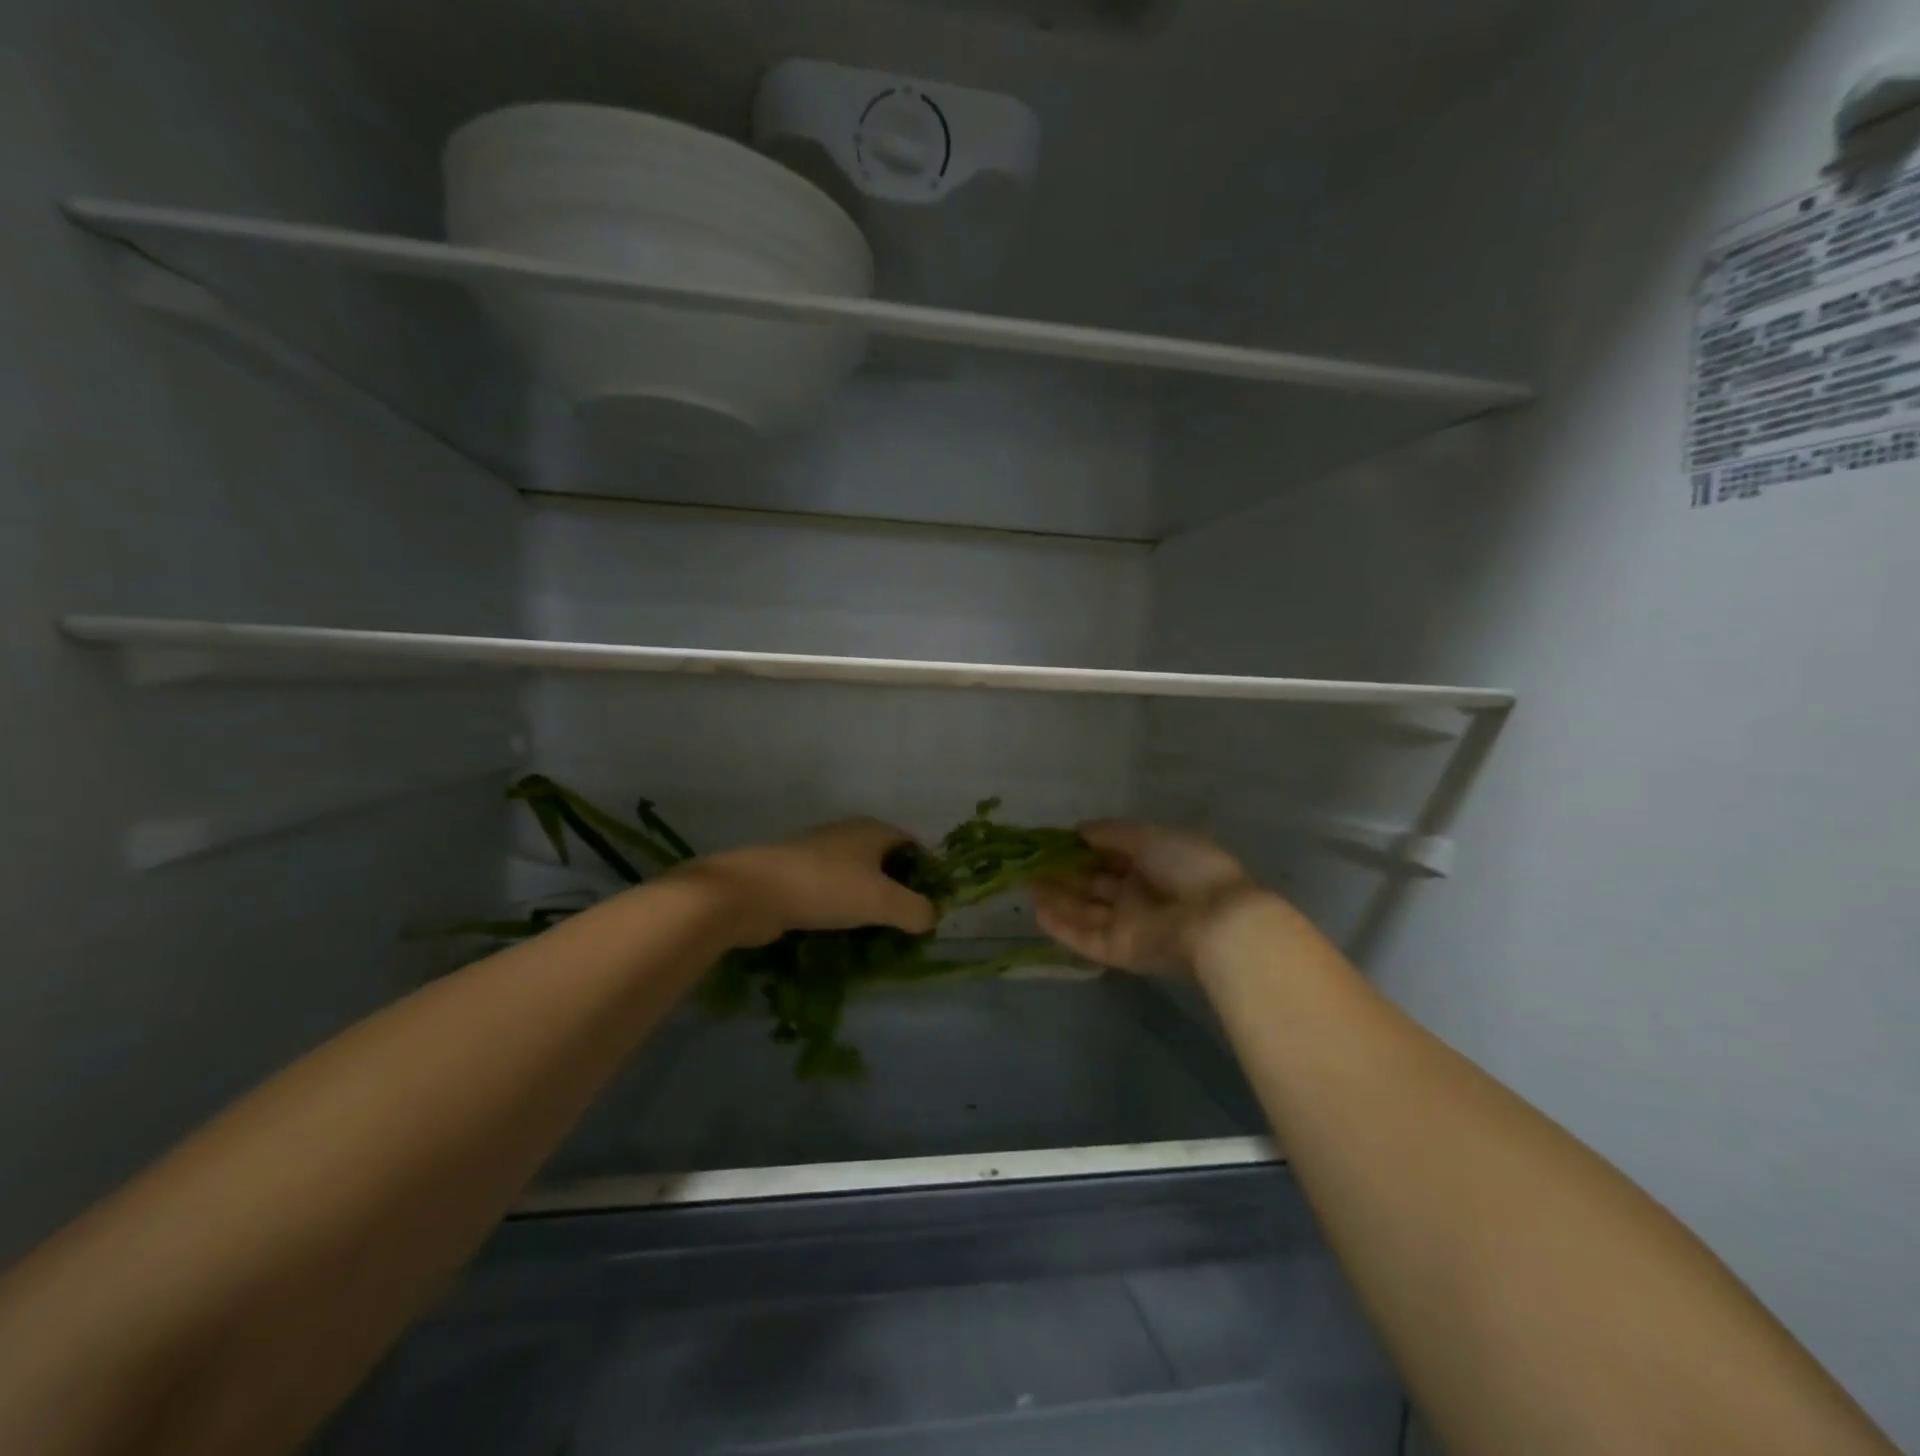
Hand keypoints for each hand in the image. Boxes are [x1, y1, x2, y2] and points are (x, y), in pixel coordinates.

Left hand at [684, 818, 937, 947]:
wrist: (751, 892)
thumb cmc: (824, 887)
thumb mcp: (881, 900)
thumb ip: (916, 909)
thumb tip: (931, 918)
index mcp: (872, 831)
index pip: (913, 846)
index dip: (928, 873)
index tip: (932, 907)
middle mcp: (848, 836)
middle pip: (886, 864)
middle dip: (899, 894)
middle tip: (909, 928)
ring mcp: (819, 856)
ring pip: (857, 882)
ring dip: (869, 907)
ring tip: (880, 939)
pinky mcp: (797, 879)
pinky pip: (832, 896)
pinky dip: (843, 913)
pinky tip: (845, 937)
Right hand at [1033, 820, 1263, 973]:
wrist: (1216, 921)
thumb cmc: (1187, 868)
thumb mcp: (1150, 837)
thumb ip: (1112, 833)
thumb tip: (1079, 830)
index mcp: (1152, 863)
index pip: (1110, 855)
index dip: (1081, 848)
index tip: (1051, 840)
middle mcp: (1138, 894)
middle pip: (1093, 884)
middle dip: (1063, 873)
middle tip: (1029, 863)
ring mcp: (1129, 924)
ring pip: (1085, 911)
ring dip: (1057, 898)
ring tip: (1024, 884)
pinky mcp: (1120, 951)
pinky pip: (1085, 937)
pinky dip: (1062, 927)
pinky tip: (1036, 911)